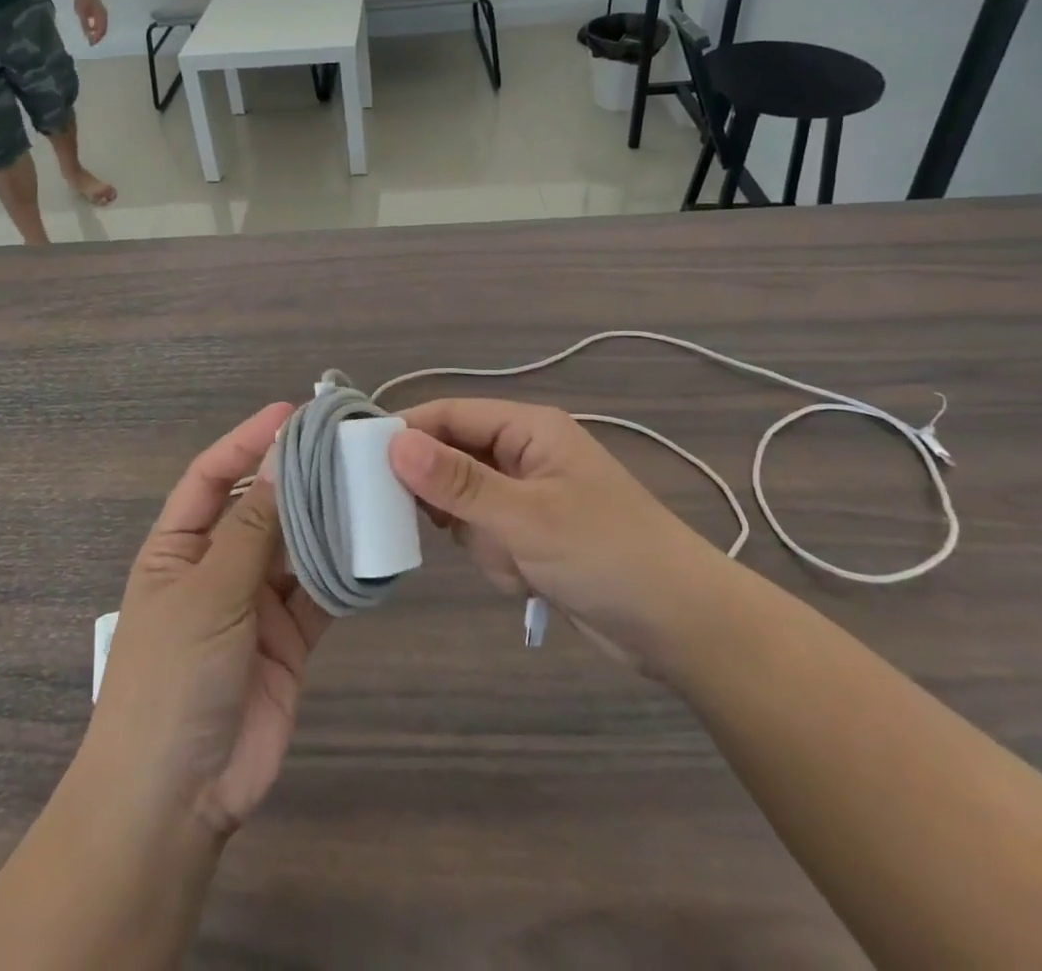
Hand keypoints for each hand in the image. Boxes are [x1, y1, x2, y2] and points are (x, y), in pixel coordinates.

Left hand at [74, 0, 108, 45]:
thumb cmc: (83, 1)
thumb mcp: (82, 15)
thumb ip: (85, 26)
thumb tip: (88, 37)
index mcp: (102, 17)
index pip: (101, 31)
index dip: (96, 39)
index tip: (91, 44)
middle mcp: (104, 16)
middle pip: (103, 30)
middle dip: (98, 37)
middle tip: (91, 42)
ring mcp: (103, 13)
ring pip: (102, 26)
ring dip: (98, 32)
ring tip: (91, 37)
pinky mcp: (100, 11)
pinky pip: (100, 22)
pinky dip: (97, 27)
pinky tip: (91, 28)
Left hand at [88, 402, 329, 837]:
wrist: (176, 798)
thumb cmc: (172, 678)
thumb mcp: (208, 593)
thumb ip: (250, 528)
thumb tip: (282, 457)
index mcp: (178, 547)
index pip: (213, 476)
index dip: (247, 441)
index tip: (290, 413)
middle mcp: (216, 566)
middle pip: (260, 506)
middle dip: (296, 476)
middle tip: (344, 443)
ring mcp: (254, 603)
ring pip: (295, 546)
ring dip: (325, 519)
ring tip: (367, 482)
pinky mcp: (289, 638)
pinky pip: (319, 593)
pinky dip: (343, 572)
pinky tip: (373, 543)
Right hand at [388, 400, 737, 681]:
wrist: (682, 628)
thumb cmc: (606, 554)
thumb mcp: (525, 516)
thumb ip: (456, 482)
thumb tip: (392, 443)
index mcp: (528, 428)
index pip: (450, 415)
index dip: (406, 433)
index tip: (359, 462)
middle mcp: (524, 453)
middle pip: (452, 458)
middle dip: (448, 499)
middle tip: (442, 526)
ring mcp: (527, 496)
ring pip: (465, 504)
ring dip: (478, 538)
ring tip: (514, 561)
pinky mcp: (531, 535)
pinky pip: (486, 535)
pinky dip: (495, 559)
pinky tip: (526, 580)